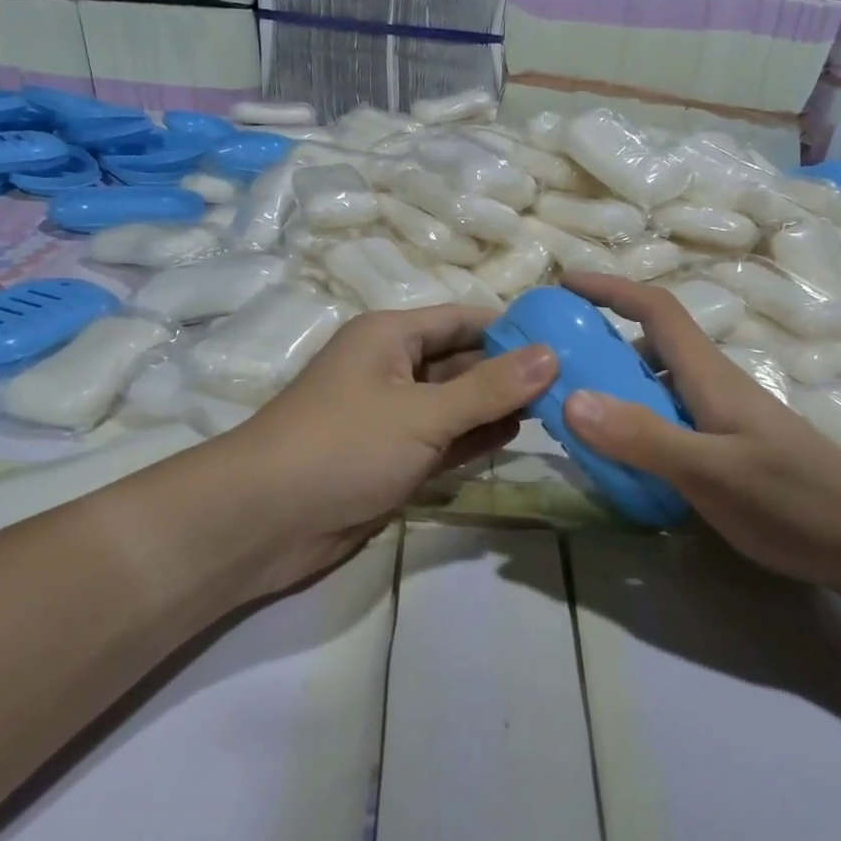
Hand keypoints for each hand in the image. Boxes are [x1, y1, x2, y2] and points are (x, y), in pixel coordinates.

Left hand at [204, 305, 556, 594]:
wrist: (265, 520)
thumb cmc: (343, 445)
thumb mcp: (422, 412)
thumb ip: (489, 388)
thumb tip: (552, 354)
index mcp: (391, 336)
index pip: (463, 320)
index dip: (513, 328)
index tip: (567, 340)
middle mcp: (393, 368)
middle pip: (463, 361)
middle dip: (511, 371)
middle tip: (574, 381)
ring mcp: (392, 416)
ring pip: (456, 403)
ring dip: (498, 406)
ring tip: (558, 408)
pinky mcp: (392, 458)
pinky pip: (444, 439)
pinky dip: (475, 438)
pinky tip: (516, 436)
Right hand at [560, 273, 840, 591]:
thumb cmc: (795, 500)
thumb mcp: (713, 471)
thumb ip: (644, 437)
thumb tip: (572, 398)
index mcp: (710, 376)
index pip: (656, 311)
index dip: (610, 289)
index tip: (565, 284)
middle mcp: (713, 388)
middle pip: (651, 347)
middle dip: (600, 341)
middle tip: (553, 365)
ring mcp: (723, 421)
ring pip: (658, 388)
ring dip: (615, 387)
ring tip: (573, 414)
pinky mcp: (728, 451)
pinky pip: (668, 423)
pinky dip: (635, 426)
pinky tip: (620, 461)